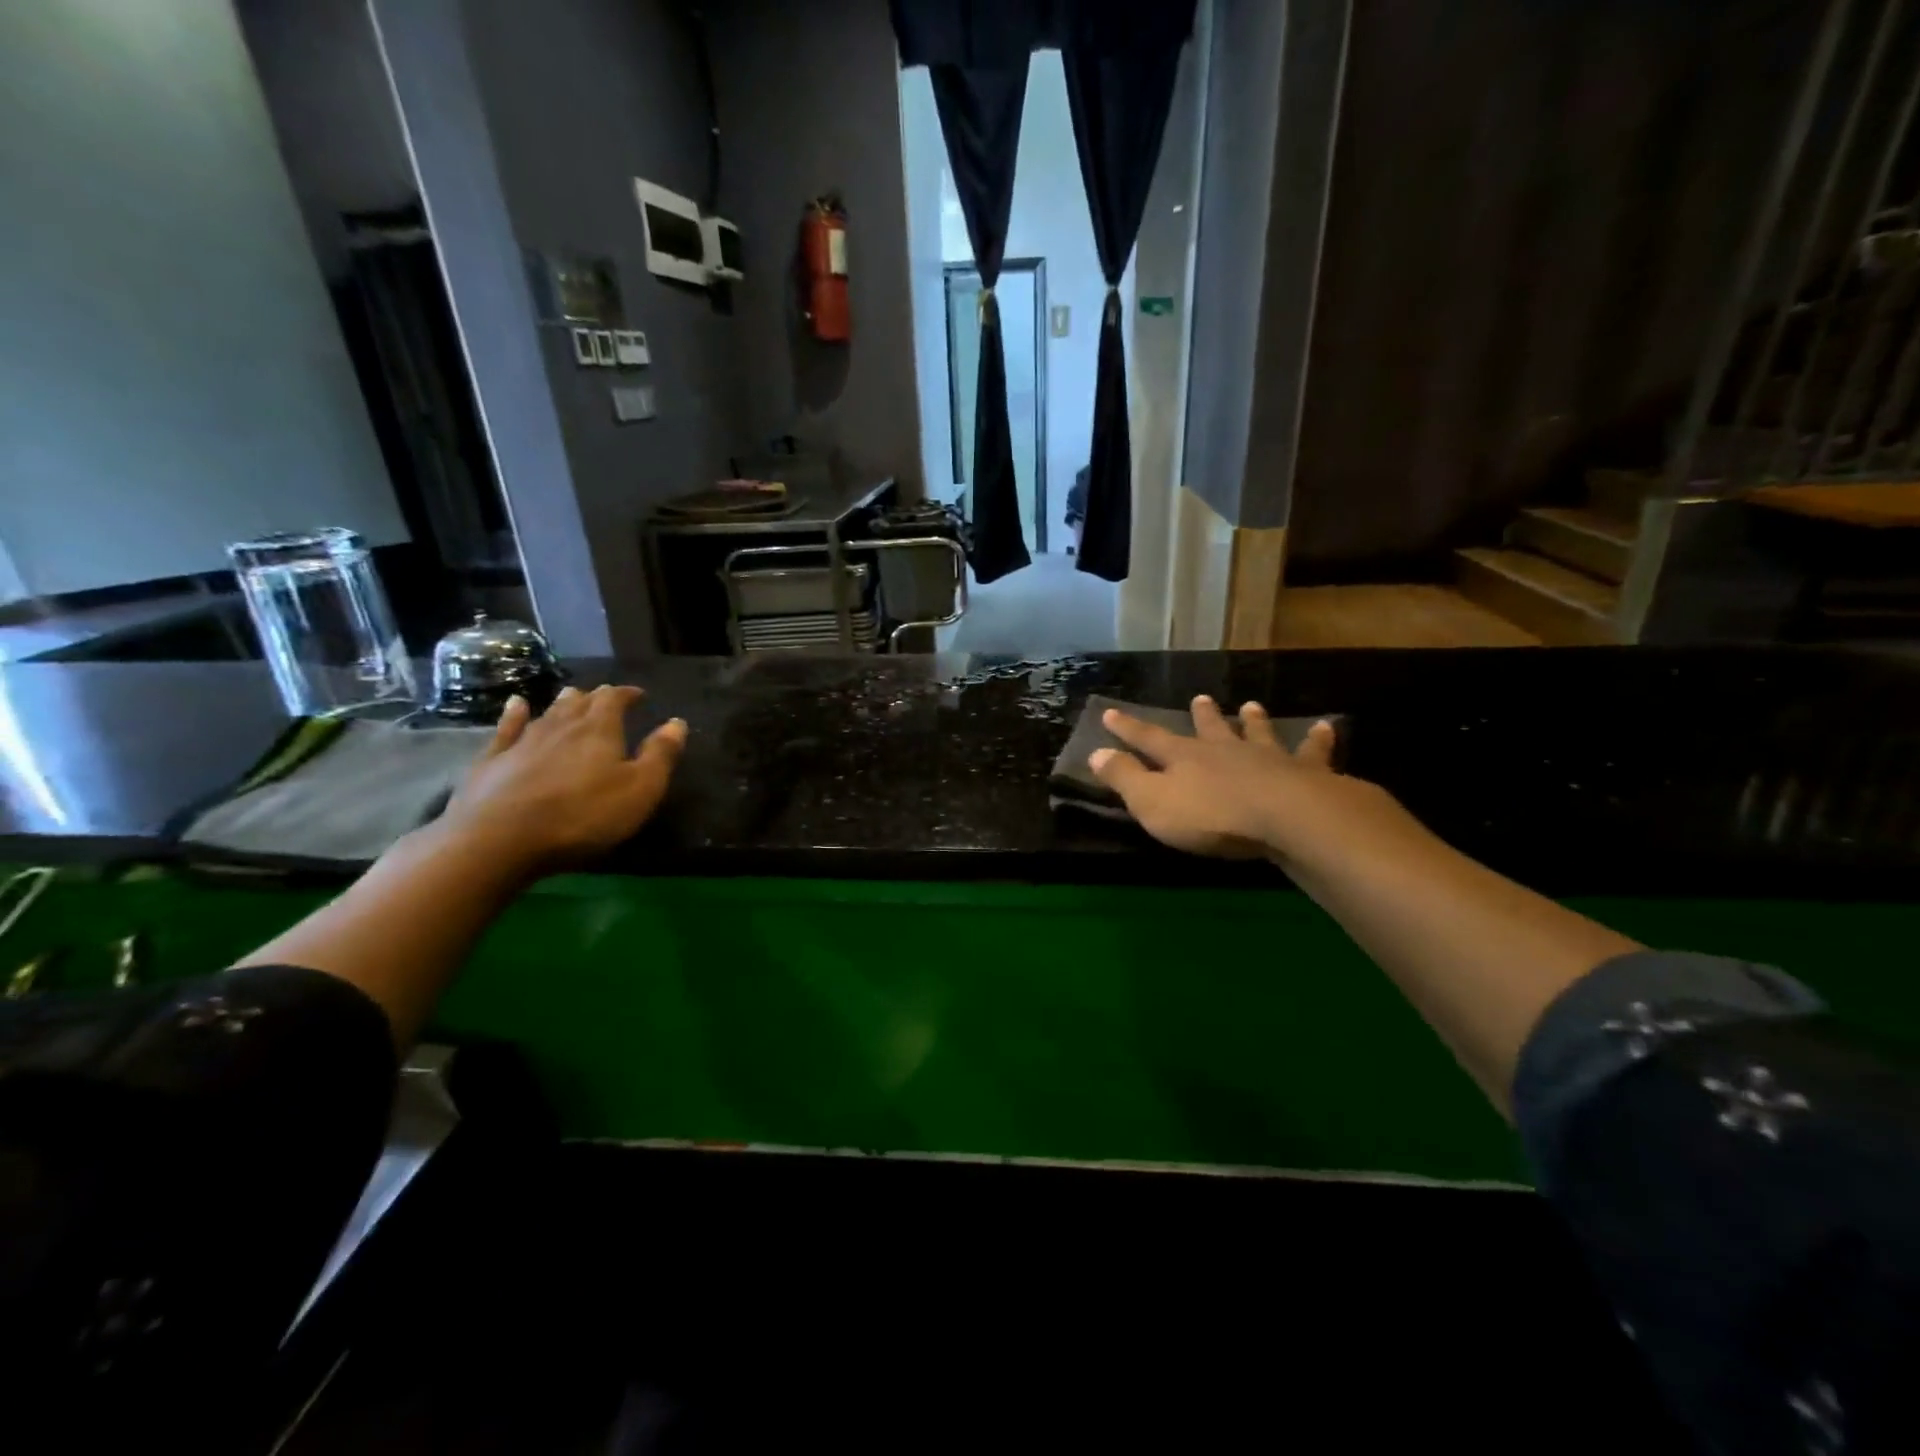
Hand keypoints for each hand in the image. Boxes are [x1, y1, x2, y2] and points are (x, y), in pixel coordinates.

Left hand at [439, 684, 686, 876]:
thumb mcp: (640, 789)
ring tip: (572, 695)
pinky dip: (514, 714)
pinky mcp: (493, 760)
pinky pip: (507, 728)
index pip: (615, 699)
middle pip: (580, 702)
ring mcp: (523, 741)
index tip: (638, 695)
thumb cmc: (583, 815)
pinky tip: (516, 705)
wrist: (500, 839)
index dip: (627, 694)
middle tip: (606, 698)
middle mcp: (561, 726)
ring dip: (563, 702)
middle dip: (596, 697)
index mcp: (599, 729)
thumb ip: (660, 755)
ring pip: (548, 712)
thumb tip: (677, 722)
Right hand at [1089, 696, 1412, 866]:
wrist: (1285, 818)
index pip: (1149, 739)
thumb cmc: (1211, 816)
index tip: (1111, 712)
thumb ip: (1125, 778)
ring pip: (1257, 733)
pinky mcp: (1305, 774)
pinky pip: (1313, 752)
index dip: (1128, 728)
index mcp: (1184, 758)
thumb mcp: (1152, 803)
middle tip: (1200, 698)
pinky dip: (1318, 740)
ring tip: (1252, 705)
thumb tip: (1095, 753)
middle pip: (1209, 729)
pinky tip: (1326, 727)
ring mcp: (1266, 759)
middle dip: (1201, 716)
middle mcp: (1224, 750)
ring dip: (1253, 720)